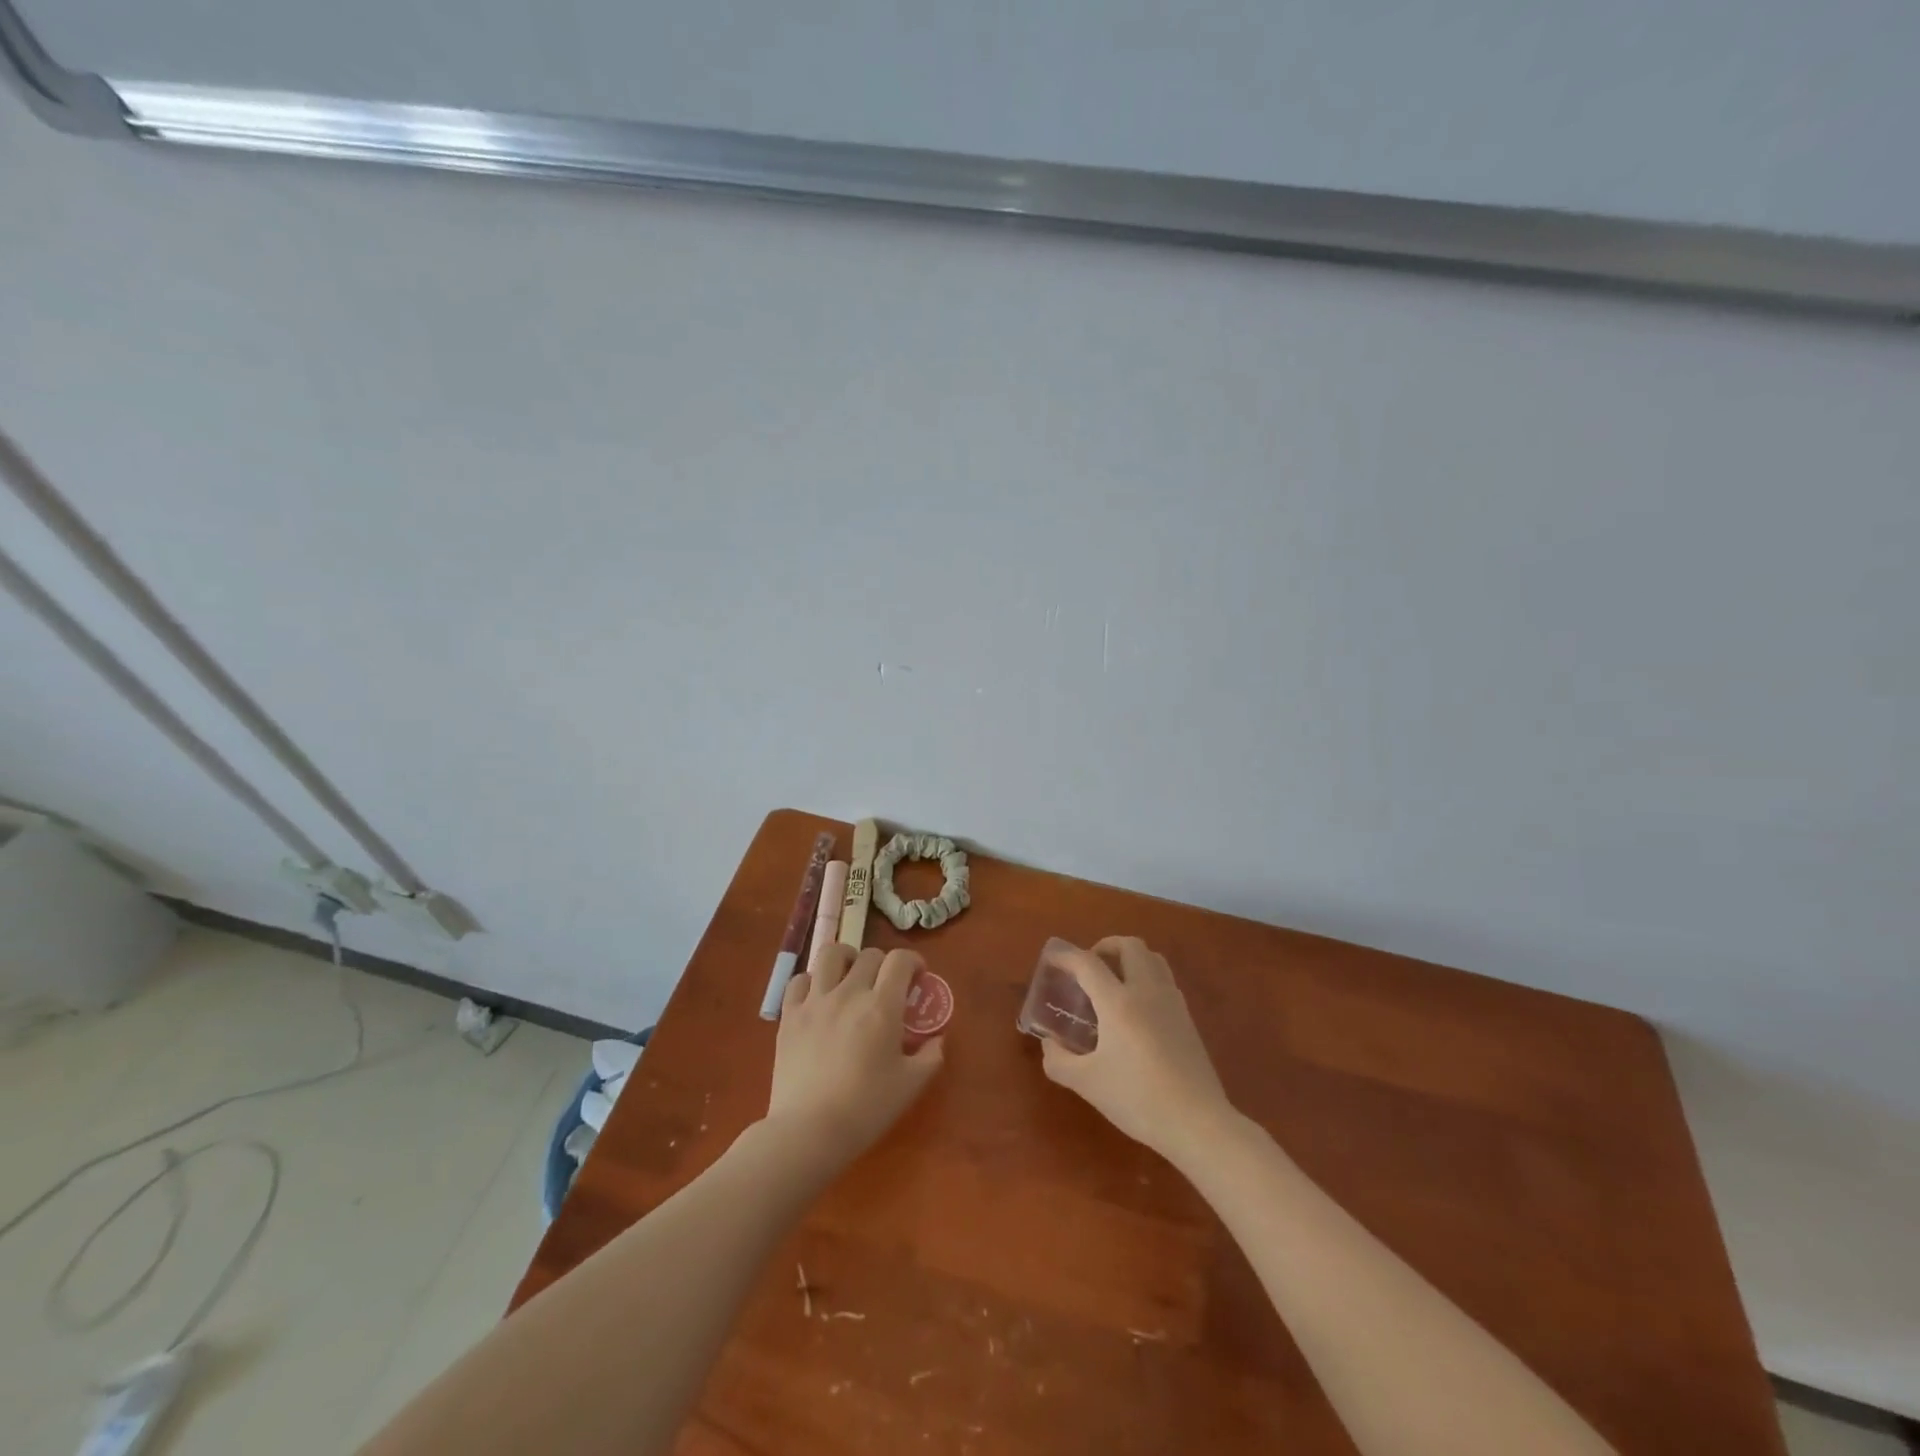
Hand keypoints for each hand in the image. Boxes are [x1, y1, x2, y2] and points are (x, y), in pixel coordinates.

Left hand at [768, 944, 944, 1166]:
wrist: (809, 1131)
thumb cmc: (866, 1108)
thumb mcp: (911, 1085)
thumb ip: (931, 1056)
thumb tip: (937, 1039)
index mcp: (881, 1006)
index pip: (900, 960)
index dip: (913, 961)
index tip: (917, 976)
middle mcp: (849, 993)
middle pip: (869, 955)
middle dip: (884, 964)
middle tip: (886, 986)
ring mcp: (815, 1001)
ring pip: (830, 955)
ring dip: (846, 959)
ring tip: (850, 976)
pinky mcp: (789, 1015)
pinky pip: (799, 980)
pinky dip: (811, 982)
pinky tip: (818, 998)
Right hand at [1039, 937, 1231, 1159]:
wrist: (1197, 1122)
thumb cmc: (1137, 1099)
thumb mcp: (1087, 1083)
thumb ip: (1059, 1060)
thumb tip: (1049, 1043)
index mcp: (1118, 1002)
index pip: (1088, 963)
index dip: (1066, 956)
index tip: (1052, 959)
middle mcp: (1146, 991)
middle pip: (1129, 945)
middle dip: (1105, 947)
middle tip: (1088, 968)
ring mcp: (1172, 1001)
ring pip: (1152, 957)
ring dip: (1129, 957)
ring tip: (1113, 981)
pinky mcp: (1187, 1017)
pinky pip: (1164, 978)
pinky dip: (1146, 976)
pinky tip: (1136, 1007)